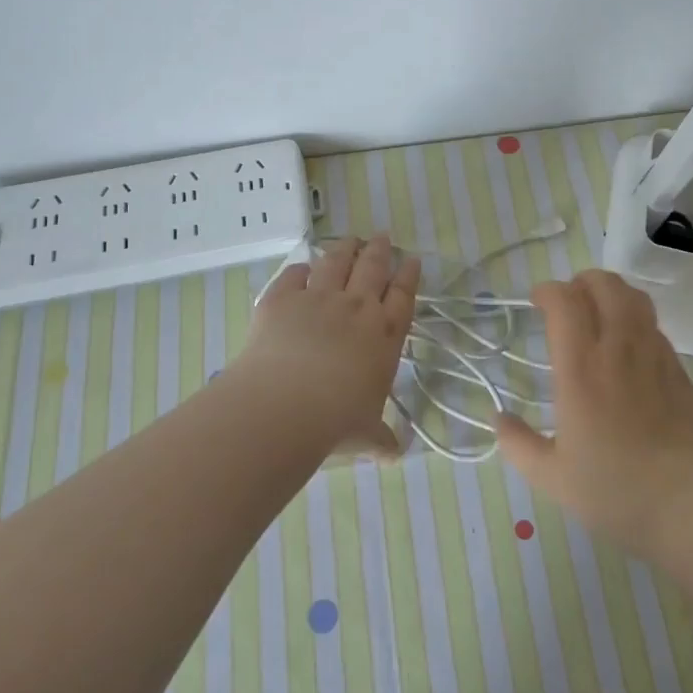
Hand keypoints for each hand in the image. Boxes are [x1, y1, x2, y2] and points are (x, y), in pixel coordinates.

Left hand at [231, 235, 419, 457]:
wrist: (284, 406)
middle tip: (381, 237)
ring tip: (350, 239)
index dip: (408, 275)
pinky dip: (301, 269)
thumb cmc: (335, 422)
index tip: (411, 259)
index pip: (403, 296)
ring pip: (336, 262)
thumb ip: (380, 440)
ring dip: (345, 248)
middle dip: (379, 250)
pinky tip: (303, 267)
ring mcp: (318, 298)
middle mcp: (356, 308)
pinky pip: (294, 275)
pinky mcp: (282, 298)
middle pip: (372, 268)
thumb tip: (394, 456)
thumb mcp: (365, 434)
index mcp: (384, 336)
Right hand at [497, 269, 692, 557]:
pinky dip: (636, 321)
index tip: (537, 301)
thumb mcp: (550, 476)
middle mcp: (618, 350)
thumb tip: (499, 420)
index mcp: (580, 369)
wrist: (686, 505)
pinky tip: (629, 347)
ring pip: (636, 299)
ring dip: (613, 293)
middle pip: (605, 285)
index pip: (565, 301)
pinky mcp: (679, 371)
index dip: (548, 291)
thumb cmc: (612, 490)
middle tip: (568, 301)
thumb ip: (518, 444)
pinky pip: (655, 328)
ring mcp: (654, 356)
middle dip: (582, 281)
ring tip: (599, 311)